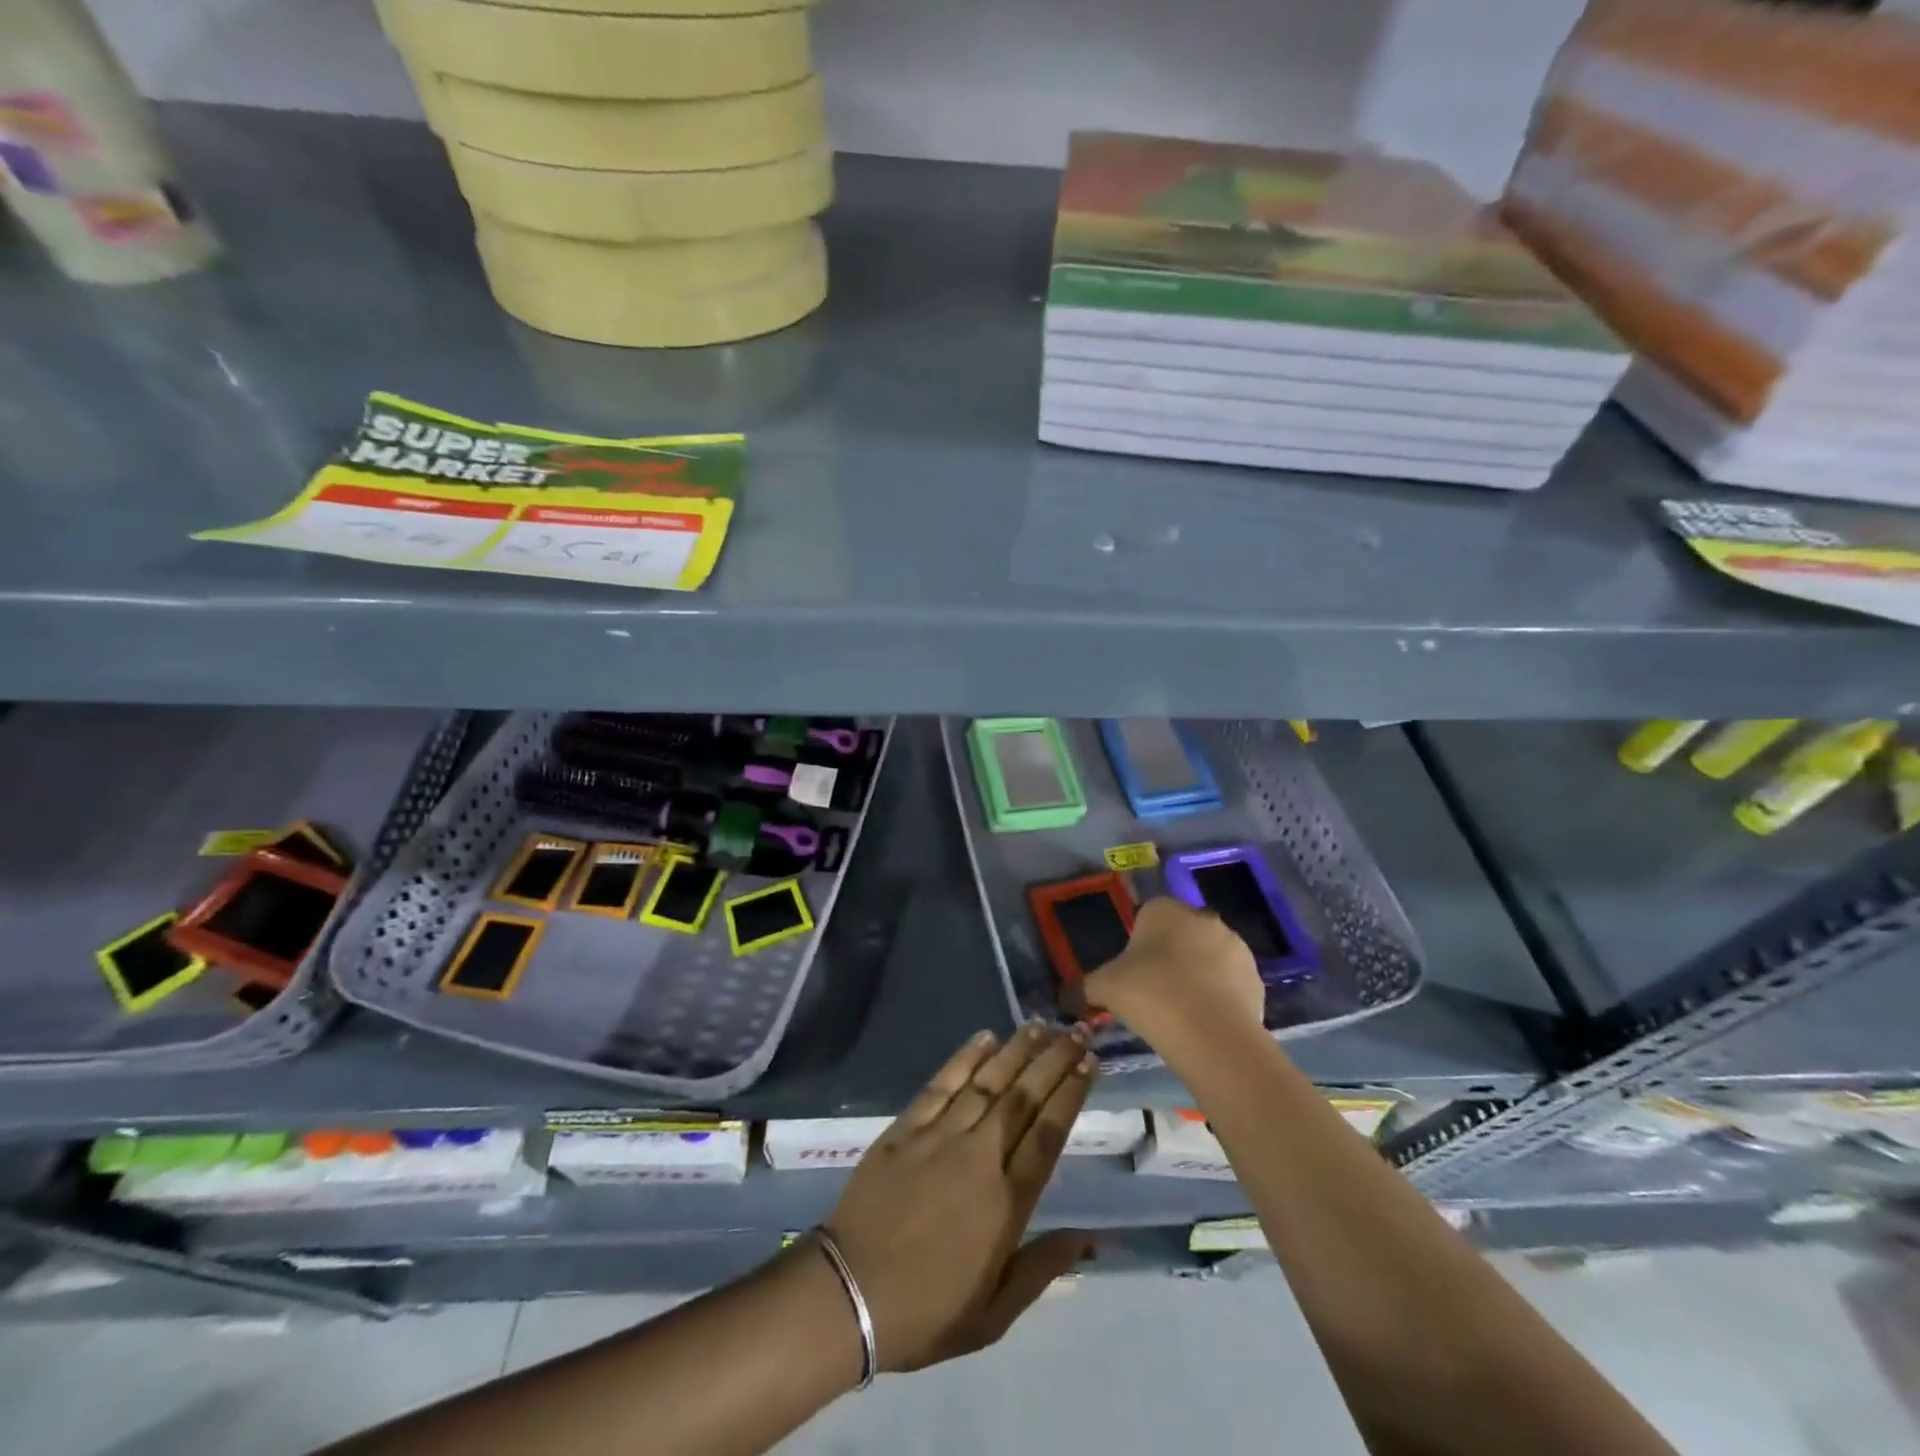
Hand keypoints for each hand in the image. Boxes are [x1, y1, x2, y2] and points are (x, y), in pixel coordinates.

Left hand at [823, 1022, 1096, 1372]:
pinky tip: (984, 1037)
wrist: (849, 1293)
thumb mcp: (994, 1314)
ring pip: (987, 1082)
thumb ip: (1042, 1268)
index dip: (1071, 1094)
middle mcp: (979, 1157)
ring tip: (1038, 1024)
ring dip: (1015, 1050)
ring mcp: (940, 1137)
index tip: (1088, 1063)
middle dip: (1053, 1060)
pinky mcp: (906, 1128)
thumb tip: (1090, 1237)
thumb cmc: (928, 1310)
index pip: (1048, 1133)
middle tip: (1075, 1031)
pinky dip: (964, 1058)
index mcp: (1006, 1202)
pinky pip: (941, 1084)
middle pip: (1023, 1098)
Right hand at [1083, 896, 1265, 1037]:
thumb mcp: (1104, 988)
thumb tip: (1067, 997)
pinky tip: (1205, 1021)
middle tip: (1155, 991)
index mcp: (1165, 909)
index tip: (1133, 971)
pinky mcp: (1256, 977)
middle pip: (1181, 933)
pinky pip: (1231, 982)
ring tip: (1182, 1010)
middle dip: (1172, 956)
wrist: (1209, 1034)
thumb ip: (1085, 987)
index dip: (1140, 942)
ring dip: (1198, 974)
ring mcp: (1235, 946)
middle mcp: (1202, 918)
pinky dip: (1220, 996)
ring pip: (1209, 956)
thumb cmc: (1149, 995)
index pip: (1149, 914)